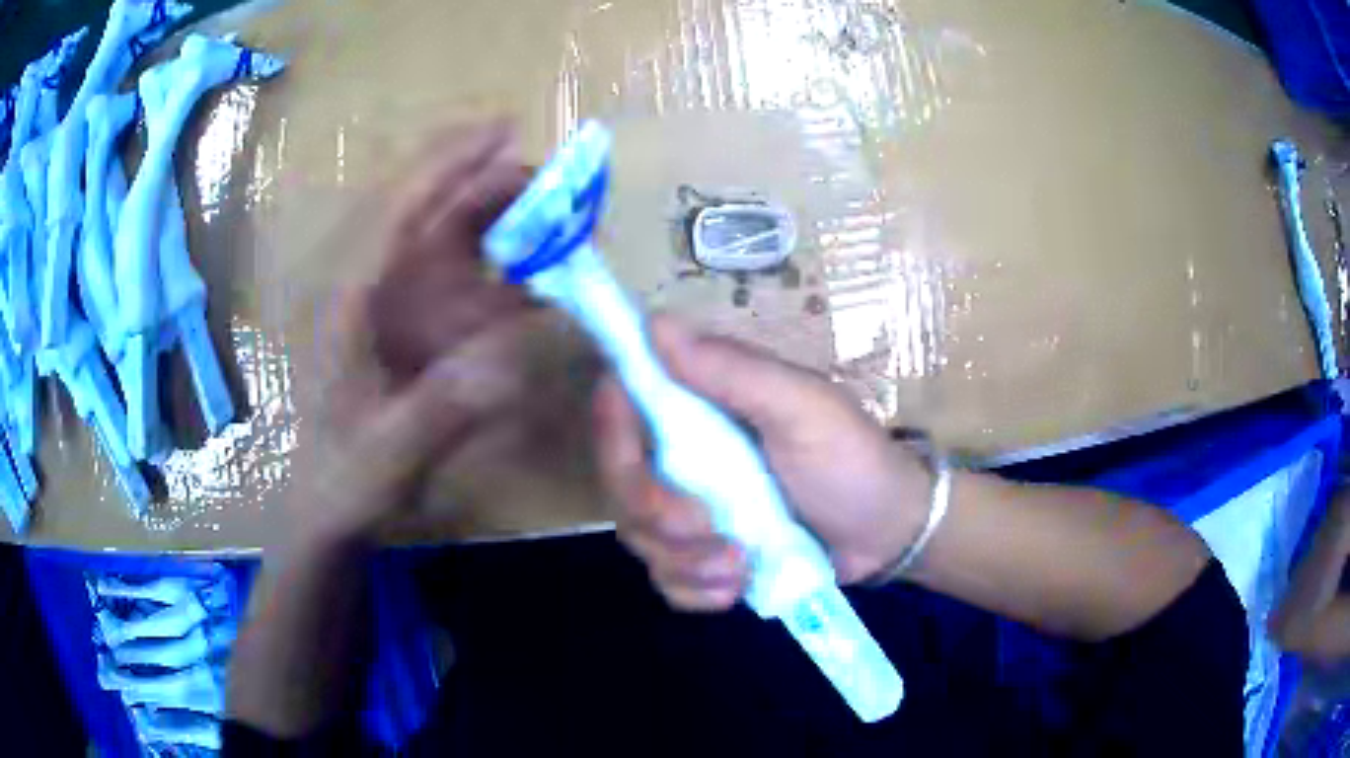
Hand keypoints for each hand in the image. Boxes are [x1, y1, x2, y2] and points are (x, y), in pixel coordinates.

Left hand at [289, 124, 536, 548]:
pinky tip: (526, 277)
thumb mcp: (389, 453)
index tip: (503, 128)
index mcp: (346, 299)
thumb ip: (442, 409)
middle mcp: (364, 282)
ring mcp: (382, 298)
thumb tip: (516, 360)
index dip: (447, 162)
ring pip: (439, 234)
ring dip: (495, 221)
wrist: (323, 501)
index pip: (396, 209)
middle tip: (556, 191)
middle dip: (486, 187)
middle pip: (424, 208)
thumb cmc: (343, 476)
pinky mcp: (399, 318)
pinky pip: (449, 274)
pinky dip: (491, 266)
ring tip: (554, 225)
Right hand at [593, 316, 932, 610]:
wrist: (887, 531)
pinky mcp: (704, 558)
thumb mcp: (801, 407)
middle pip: (620, 483)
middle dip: (656, 514)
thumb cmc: (851, 459)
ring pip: (641, 539)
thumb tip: (654, 323)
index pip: (624, 404)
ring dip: (686, 561)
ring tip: (742, 563)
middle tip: (708, 529)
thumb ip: (733, 369)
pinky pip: (667, 580)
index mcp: (700, 408)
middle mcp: (684, 457)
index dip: (612, 427)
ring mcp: (692, 513)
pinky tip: (737, 586)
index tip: (639, 457)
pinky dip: (696, 590)